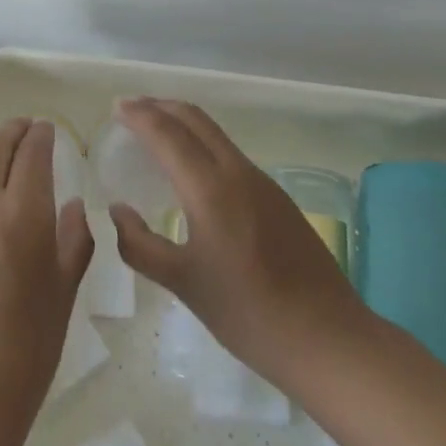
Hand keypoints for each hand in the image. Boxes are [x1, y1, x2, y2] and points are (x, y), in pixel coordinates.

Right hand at [108, 98, 369, 394]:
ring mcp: (262, 183)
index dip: (139, 115)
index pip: (167, 133)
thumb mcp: (183, 284)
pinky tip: (192, 169)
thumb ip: (140, 245)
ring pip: (215, 134)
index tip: (115, 107)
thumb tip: (117, 209)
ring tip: (155, 132)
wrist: (329, 339)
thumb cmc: (249, 314)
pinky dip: (201, 143)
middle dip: (160, 106)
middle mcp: (237, 172)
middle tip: (130, 109)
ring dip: (182, 122)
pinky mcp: (277, 197)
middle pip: (195, 119)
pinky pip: (229, 153)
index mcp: (211, 188)